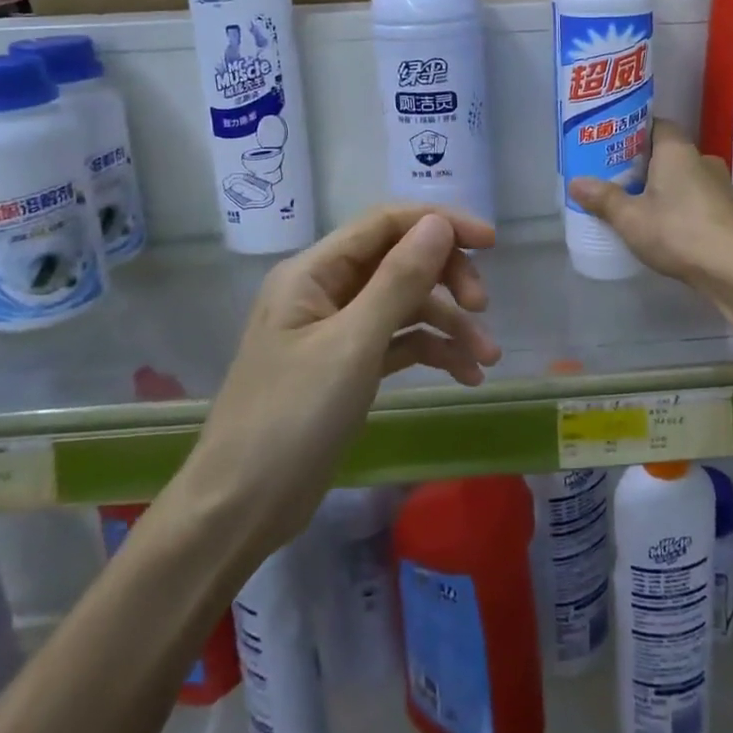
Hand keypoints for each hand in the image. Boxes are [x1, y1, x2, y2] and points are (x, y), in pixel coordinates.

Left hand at [176, 206, 498, 555]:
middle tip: (482, 308)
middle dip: (447, 279)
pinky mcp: (350, 366)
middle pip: (400, 261)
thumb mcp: (352, 345)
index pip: (385, 224)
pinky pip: (400, 342)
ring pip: (406, 305)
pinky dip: (433, 351)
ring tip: (487, 358)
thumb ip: (399, 280)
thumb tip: (438, 224)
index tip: (491, 243)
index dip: (440, 223)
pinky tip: (467, 374)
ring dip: (449, 324)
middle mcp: (325, 290)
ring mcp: (338, 330)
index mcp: (314, 272)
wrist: (241, 509)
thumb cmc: (291, 419)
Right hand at [568, 119, 732, 298]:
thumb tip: (575, 183)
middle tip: (616, 178)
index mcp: (678, 150)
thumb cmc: (678, 233)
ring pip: (683, 176)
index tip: (612, 146)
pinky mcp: (729, 210)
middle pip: (667, 152)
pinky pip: (697, 197)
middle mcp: (703, 159)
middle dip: (643, 164)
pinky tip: (667, 226)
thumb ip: (603, 198)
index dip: (633, 132)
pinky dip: (680, 204)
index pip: (656, 124)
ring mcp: (721, 185)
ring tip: (638, 205)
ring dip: (663, 186)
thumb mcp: (630, 218)